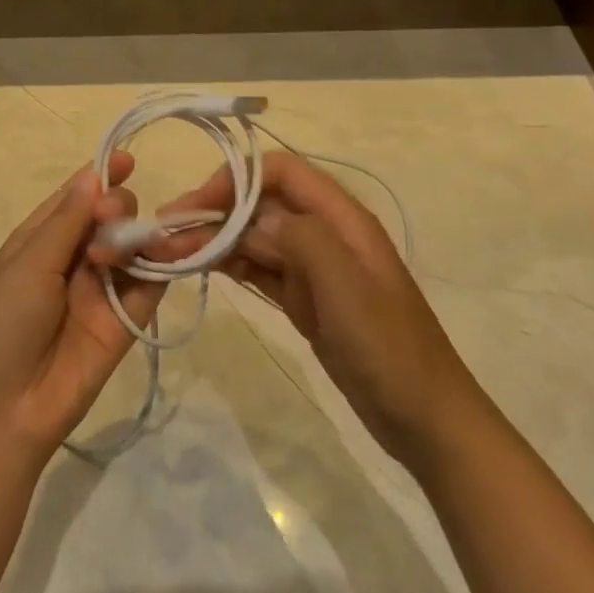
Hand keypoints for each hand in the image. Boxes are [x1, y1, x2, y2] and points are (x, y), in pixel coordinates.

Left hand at [0, 153, 164, 465]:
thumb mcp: (26, 266)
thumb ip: (65, 223)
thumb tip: (92, 175)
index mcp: (36, 244)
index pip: (73, 200)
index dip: (99, 177)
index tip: (129, 159)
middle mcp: (69, 263)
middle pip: (106, 220)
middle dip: (116, 208)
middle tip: (111, 220)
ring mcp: (97, 294)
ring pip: (131, 249)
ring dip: (138, 235)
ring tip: (136, 239)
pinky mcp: (123, 325)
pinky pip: (148, 288)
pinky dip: (161, 268)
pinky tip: (168, 253)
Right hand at [156, 152, 481, 466]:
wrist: (425, 420)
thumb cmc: (387, 346)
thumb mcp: (344, 284)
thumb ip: (298, 237)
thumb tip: (250, 218)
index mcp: (341, 218)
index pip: (280, 172)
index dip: (236, 179)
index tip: (197, 206)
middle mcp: (325, 233)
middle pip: (261, 204)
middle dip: (216, 212)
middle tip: (169, 236)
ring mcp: (315, 268)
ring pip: (256, 237)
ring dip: (217, 240)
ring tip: (174, 254)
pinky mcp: (306, 299)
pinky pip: (261, 269)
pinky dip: (232, 264)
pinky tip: (205, 268)